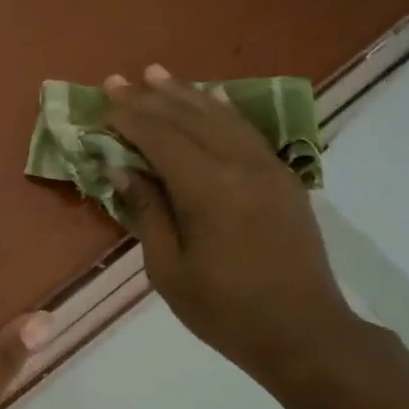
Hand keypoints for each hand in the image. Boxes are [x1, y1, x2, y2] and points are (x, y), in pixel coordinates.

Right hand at [103, 65, 362, 386]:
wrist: (305, 334)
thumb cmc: (226, 311)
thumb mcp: (169, 271)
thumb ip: (148, 213)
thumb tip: (124, 170)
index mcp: (209, 191)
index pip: (162, 138)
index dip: (130, 118)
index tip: (103, 100)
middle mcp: (241, 166)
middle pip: (190, 119)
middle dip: (151, 98)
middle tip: (118, 79)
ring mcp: (269, 169)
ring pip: (221, 117)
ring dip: (186, 94)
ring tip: (156, 74)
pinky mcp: (284, 178)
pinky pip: (247, 131)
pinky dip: (222, 110)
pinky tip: (210, 97)